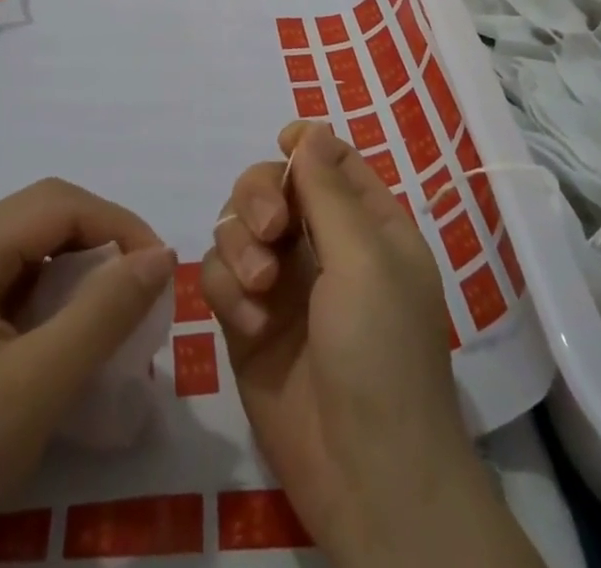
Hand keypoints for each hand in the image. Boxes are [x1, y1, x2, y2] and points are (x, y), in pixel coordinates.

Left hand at [0, 178, 175, 567]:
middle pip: (45, 215)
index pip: (59, 204)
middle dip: (103, 239)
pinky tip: (72, 332)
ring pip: (33, 245)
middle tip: (144, 285)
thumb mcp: (35, 389)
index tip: (161, 269)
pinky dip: (56, 294)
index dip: (118, 224)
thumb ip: (103, 313)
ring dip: (82, 266)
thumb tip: (162, 255)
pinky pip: (16, 280)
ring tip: (118, 308)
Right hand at [205, 122, 543, 567]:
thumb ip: (329, 190)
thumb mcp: (365, 259)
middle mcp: (322, 245)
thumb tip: (311, 128)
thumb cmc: (381, 351)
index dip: (303, 146)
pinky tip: (249, 323)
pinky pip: (218, 276)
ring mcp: (281, 283)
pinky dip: (227, 290)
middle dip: (260, 196)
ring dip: (240, 245)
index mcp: (365, 224)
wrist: (365, 472)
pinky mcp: (246, 321)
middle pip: (271, 185)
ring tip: (260, 288)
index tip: (282, 144)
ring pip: (237, 225)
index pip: (329, 161)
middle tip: (270, 230)